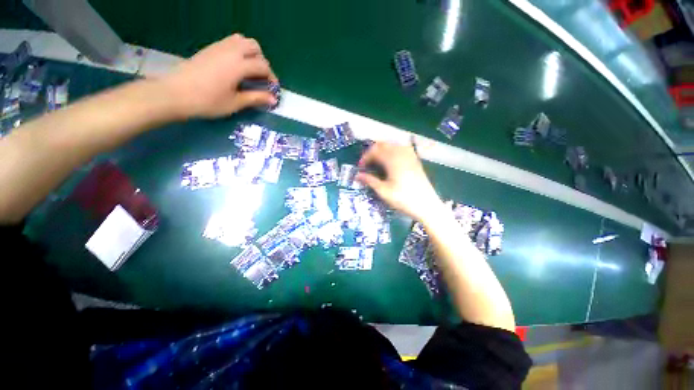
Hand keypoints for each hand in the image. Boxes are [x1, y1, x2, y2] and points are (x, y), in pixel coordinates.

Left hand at [160, 34, 277, 118]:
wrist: (175, 93)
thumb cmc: (207, 101)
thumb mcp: (235, 103)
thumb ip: (256, 98)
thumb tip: (273, 99)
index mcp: (238, 65)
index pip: (262, 65)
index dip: (271, 77)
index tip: (272, 90)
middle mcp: (230, 51)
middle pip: (254, 46)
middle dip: (262, 61)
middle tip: (260, 78)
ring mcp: (218, 47)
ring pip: (241, 40)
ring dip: (250, 53)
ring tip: (249, 71)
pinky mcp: (209, 49)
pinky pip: (229, 43)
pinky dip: (238, 51)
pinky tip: (235, 68)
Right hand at [357, 142, 443, 220]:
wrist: (427, 205)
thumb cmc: (404, 199)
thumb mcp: (384, 191)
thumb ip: (370, 181)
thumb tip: (357, 175)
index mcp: (392, 160)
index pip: (374, 151)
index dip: (365, 157)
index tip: (360, 167)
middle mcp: (401, 153)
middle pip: (383, 144)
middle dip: (372, 152)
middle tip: (367, 164)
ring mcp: (410, 155)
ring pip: (392, 145)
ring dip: (382, 150)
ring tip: (377, 162)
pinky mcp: (415, 160)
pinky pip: (401, 148)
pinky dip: (392, 151)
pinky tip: (390, 161)